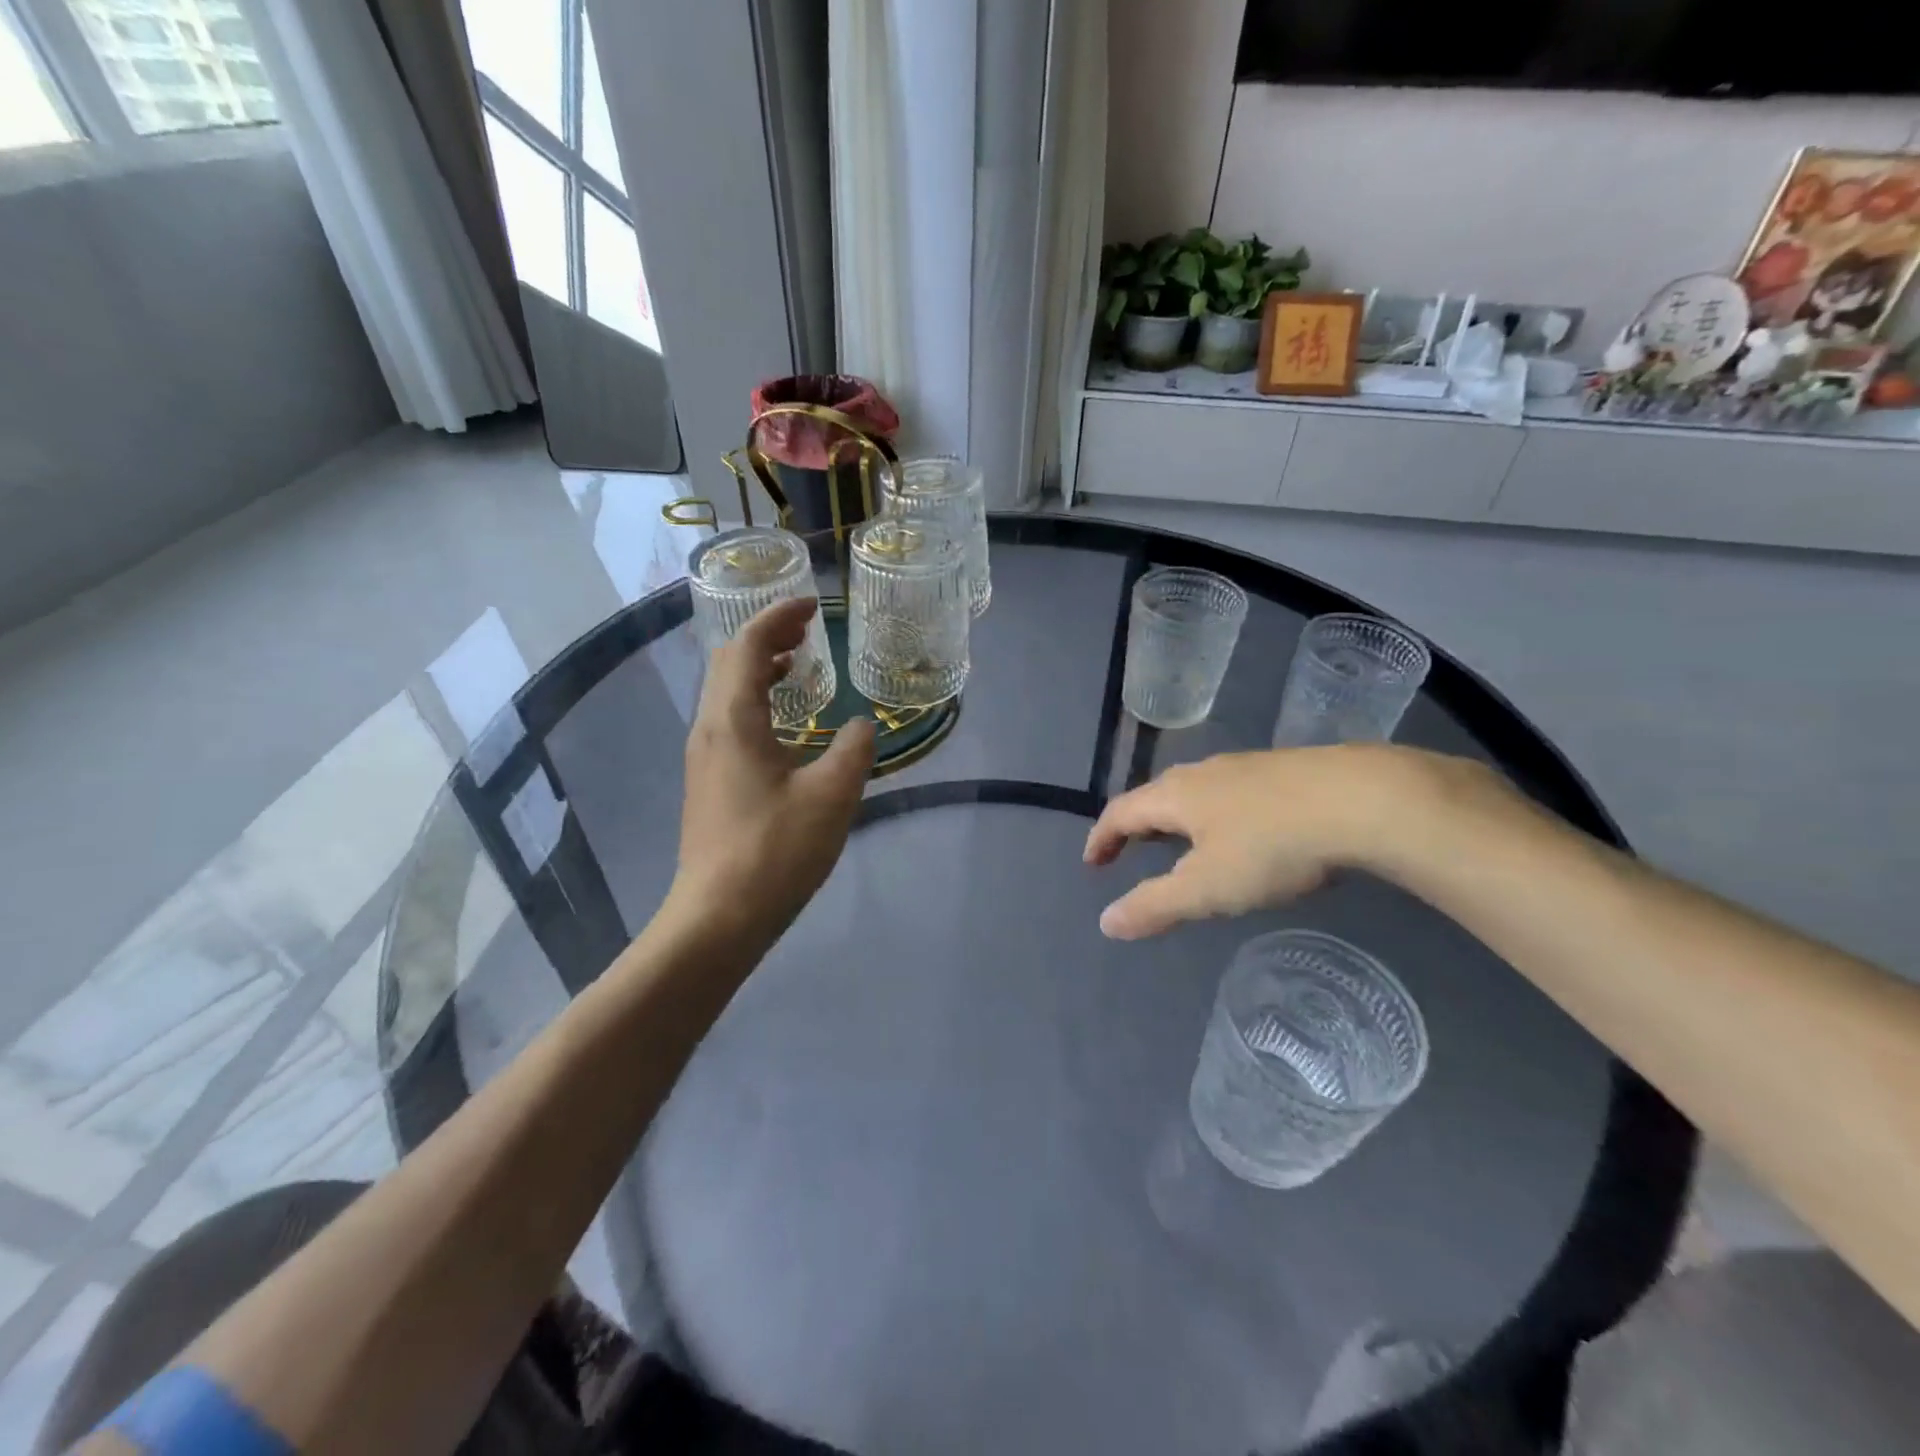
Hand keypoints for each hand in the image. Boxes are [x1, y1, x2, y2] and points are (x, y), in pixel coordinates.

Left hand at [667, 597, 874, 949]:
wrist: (718, 916)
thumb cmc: (776, 850)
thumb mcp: (833, 795)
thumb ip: (855, 749)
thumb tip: (863, 726)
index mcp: (732, 720)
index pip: (746, 646)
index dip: (777, 617)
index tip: (811, 604)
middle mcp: (708, 730)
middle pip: (728, 663)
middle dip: (765, 636)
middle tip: (806, 629)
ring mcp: (703, 758)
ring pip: (725, 693)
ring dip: (758, 669)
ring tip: (796, 664)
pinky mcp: (708, 783)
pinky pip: (728, 720)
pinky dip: (755, 701)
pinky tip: (784, 724)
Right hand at [1083, 745, 1436, 939]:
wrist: (1364, 800)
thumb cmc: (1273, 846)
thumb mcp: (1207, 887)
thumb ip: (1154, 906)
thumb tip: (1106, 923)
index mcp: (1175, 795)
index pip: (1120, 812)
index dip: (1102, 838)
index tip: (1093, 864)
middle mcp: (1203, 773)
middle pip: (1155, 797)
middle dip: (1137, 826)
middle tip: (1132, 853)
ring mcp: (1245, 767)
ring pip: (1195, 792)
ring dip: (1176, 820)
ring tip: (1182, 845)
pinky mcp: (1283, 771)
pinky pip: (1229, 792)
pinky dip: (1214, 815)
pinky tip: (1241, 832)